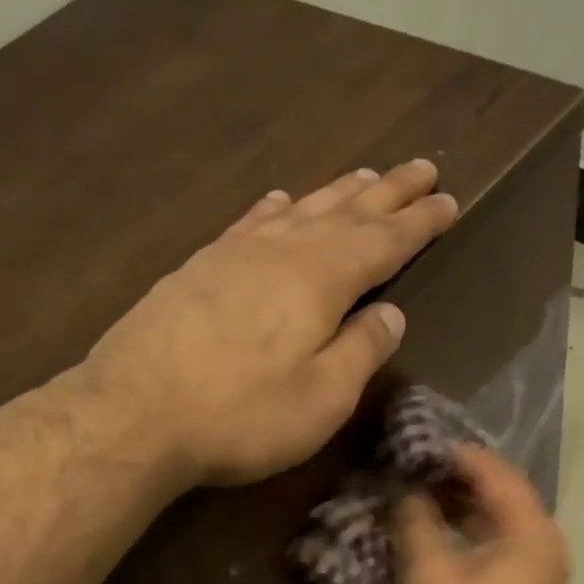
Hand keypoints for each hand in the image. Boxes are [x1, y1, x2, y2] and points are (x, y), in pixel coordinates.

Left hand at [74, 159, 458, 486]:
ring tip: (366, 175)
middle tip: (422, 168)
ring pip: (299, 210)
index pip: (384, 242)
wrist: (134, 415)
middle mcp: (281, 252)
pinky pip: (250, 223)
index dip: (419, 223)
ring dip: (337, 192)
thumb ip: (362, 351)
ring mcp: (234, 255)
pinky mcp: (198, 269)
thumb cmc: (242, 414)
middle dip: (388, 192)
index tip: (449, 200)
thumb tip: (391, 313)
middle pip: (345, 212)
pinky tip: (279, 200)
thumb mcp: (322, 397)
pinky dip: (274, 208)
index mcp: (321, 280)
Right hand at [394, 445, 570, 583]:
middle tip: (414, 467)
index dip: (457, 456)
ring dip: (463, 505)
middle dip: (458, 478)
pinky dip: (471, 532)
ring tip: (419, 494)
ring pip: (501, 520)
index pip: (497, 473)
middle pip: (503, 493)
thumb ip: (416, 520)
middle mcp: (546, 544)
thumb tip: (405, 488)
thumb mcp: (429, 573)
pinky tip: (436, 533)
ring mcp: (540, 570)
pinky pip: (500, 544)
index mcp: (532, 532)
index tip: (418, 445)